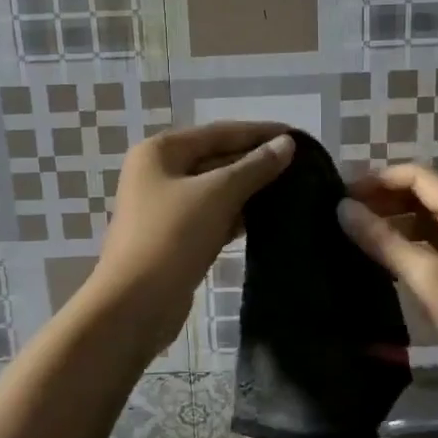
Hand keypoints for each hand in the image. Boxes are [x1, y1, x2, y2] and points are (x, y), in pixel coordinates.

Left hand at [89, 122, 294, 353]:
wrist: (134, 304)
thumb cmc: (171, 237)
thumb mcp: (216, 195)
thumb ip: (254, 167)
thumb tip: (287, 144)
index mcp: (161, 151)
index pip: (220, 132)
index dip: (260, 132)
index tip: (299, 136)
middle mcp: (160, 173)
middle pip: (217, 158)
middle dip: (257, 161)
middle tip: (303, 166)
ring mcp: (166, 207)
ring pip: (217, 190)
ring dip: (251, 190)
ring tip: (295, 189)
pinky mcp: (176, 237)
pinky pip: (213, 216)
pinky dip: (238, 215)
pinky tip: (270, 218)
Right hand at [338, 163, 437, 400]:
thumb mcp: (431, 281)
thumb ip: (385, 242)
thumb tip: (342, 208)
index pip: (417, 177)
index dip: (378, 180)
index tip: (340, 195)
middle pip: (422, 196)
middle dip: (382, 200)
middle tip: (340, 216)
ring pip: (425, 223)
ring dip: (391, 224)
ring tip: (352, 236)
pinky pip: (432, 247)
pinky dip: (405, 247)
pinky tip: (381, 263)